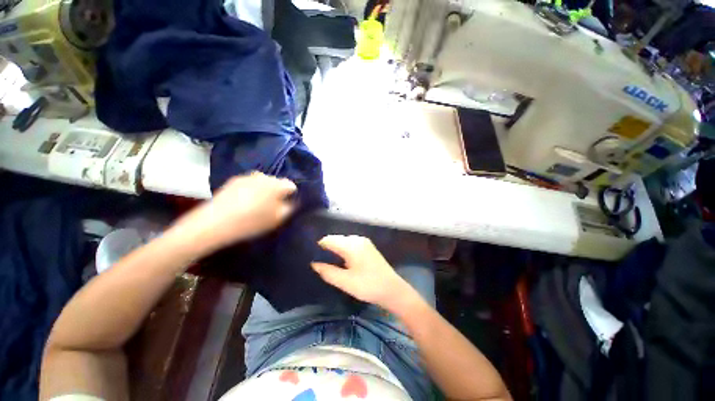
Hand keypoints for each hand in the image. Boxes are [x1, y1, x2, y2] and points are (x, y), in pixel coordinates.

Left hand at [169, 172, 296, 255]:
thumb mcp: (277, 219)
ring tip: (258, 205)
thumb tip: (292, 201)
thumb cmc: (251, 222)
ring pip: (262, 182)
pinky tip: (244, 203)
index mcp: (276, 184)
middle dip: (278, 192)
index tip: (287, 205)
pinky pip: (249, 184)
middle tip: (273, 206)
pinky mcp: (232, 181)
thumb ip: (289, 208)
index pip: (291, 185)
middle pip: (276, 182)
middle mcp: (262, 176)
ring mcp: (246, 177)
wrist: (213, 223)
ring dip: (264, 191)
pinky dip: (251, 191)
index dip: (292, 195)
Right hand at [311, 235, 415, 311]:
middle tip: (317, 260)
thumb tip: (314, 263)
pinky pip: (350, 244)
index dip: (318, 246)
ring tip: (326, 261)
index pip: (328, 239)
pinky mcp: (368, 247)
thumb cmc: (368, 286)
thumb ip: (327, 272)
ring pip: (343, 241)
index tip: (309, 255)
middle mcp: (357, 239)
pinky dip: (343, 250)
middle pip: (336, 239)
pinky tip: (340, 260)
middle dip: (326, 248)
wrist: (392, 289)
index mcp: (351, 245)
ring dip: (334, 249)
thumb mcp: (345, 282)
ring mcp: (364, 242)